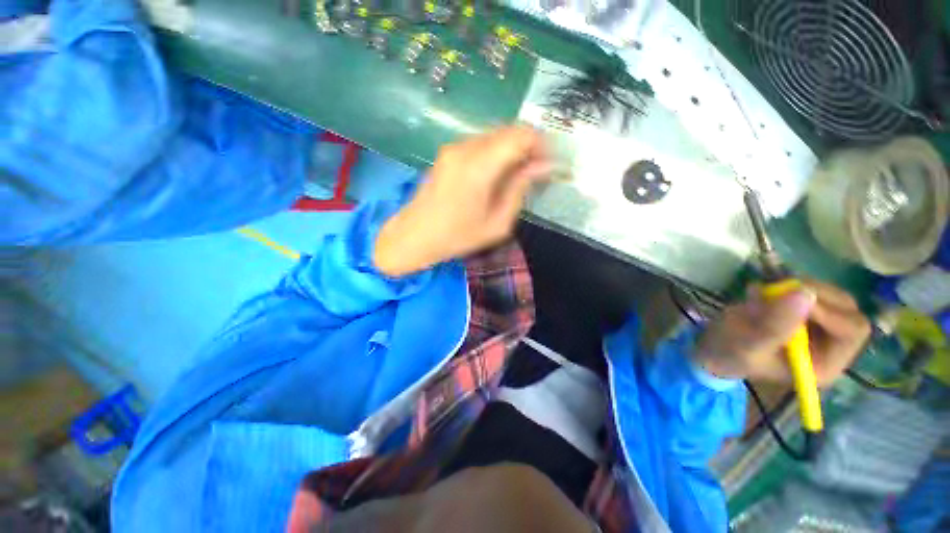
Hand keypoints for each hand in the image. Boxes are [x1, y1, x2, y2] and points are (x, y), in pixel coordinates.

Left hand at [373, 126, 549, 276]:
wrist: (414, 236)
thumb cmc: (457, 237)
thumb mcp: (497, 223)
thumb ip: (520, 189)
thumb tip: (542, 166)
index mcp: (479, 166)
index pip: (521, 135)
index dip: (541, 145)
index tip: (547, 165)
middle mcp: (465, 148)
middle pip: (509, 130)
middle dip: (528, 146)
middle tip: (534, 173)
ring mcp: (453, 147)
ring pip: (495, 135)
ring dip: (512, 149)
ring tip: (516, 176)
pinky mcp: (447, 152)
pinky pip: (480, 143)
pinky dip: (496, 152)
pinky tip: (496, 175)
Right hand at [694, 280, 870, 384]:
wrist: (712, 347)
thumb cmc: (729, 352)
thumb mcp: (747, 343)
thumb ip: (774, 325)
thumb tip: (804, 293)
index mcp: (825, 363)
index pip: (852, 330)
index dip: (829, 310)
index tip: (791, 297)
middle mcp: (832, 346)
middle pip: (848, 309)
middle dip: (816, 295)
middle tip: (779, 288)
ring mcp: (820, 328)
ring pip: (832, 296)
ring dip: (800, 288)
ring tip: (765, 293)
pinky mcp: (804, 313)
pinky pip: (812, 291)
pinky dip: (790, 286)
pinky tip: (765, 294)